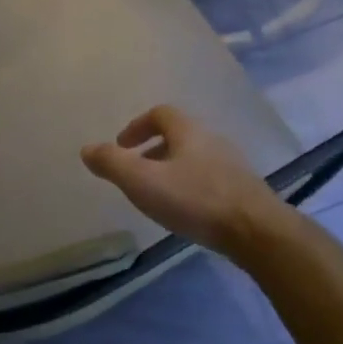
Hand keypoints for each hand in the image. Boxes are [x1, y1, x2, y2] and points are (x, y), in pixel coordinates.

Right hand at [81, 105, 287, 256]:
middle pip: (178, 135)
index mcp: (188, 132)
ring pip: (194, 158)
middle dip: (152, 149)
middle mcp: (212, 140)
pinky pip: (208, 178)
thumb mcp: (143, 181)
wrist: (255, 230)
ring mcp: (230, 164)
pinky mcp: (241, 189)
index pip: (160, 114)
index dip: (137, 126)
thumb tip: (87, 149)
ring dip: (171, 169)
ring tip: (157, 194)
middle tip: (135, 172)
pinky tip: (185, 211)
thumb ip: (112, 164)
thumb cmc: (195, 200)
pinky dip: (189, 186)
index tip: (121, 146)